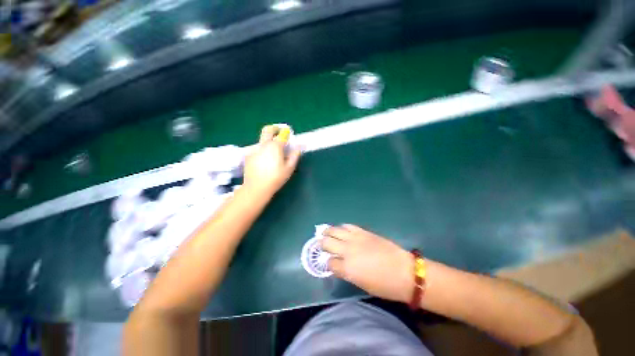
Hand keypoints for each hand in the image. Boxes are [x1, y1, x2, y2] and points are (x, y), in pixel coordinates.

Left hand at [243, 126, 301, 196]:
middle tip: (279, 134)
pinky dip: (262, 151)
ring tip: (272, 155)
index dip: (286, 133)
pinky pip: (257, 149)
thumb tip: (297, 148)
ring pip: (262, 140)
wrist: (256, 187)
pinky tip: (263, 162)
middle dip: (274, 129)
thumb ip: (295, 156)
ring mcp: (254, 149)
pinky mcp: (248, 156)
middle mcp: (263, 144)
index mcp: (275, 146)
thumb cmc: (276, 178)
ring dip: (268, 142)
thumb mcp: (289, 168)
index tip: (288, 135)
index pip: (281, 134)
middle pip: (267, 130)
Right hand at [322, 225, 413, 302]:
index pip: (329, 262)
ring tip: (325, 232)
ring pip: (335, 231)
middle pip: (327, 243)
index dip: (328, 263)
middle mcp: (347, 251)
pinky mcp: (363, 232)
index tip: (329, 262)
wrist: (404, 271)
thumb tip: (339, 265)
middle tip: (321, 244)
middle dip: (322, 244)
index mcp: (347, 268)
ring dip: (328, 231)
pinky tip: (341, 229)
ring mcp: (355, 239)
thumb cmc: (384, 285)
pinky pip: (348, 226)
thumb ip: (347, 273)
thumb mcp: (361, 284)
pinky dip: (342, 227)